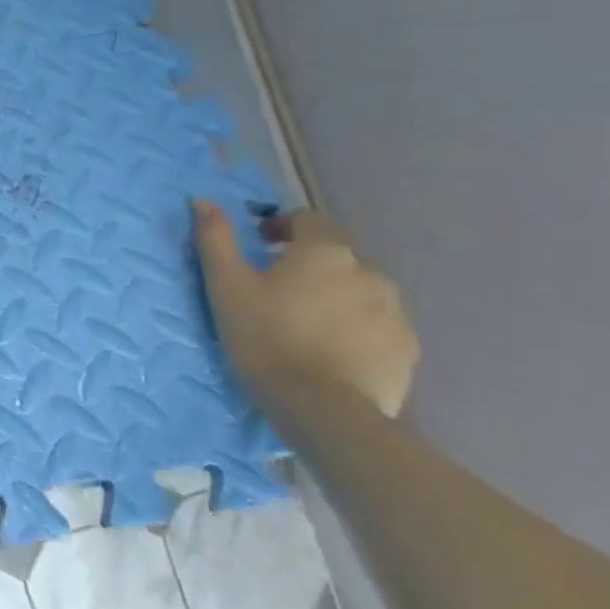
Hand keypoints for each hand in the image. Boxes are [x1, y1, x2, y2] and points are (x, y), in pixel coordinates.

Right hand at [192, 200, 418, 417]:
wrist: (322, 409)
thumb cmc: (265, 337)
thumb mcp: (226, 286)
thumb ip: (215, 238)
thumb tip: (202, 199)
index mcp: (325, 250)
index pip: (308, 219)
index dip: (282, 227)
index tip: (260, 248)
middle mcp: (369, 270)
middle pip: (336, 256)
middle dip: (309, 266)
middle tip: (277, 294)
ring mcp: (396, 311)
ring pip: (360, 290)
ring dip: (335, 297)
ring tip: (305, 327)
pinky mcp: (407, 348)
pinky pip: (378, 325)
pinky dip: (356, 328)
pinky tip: (331, 352)